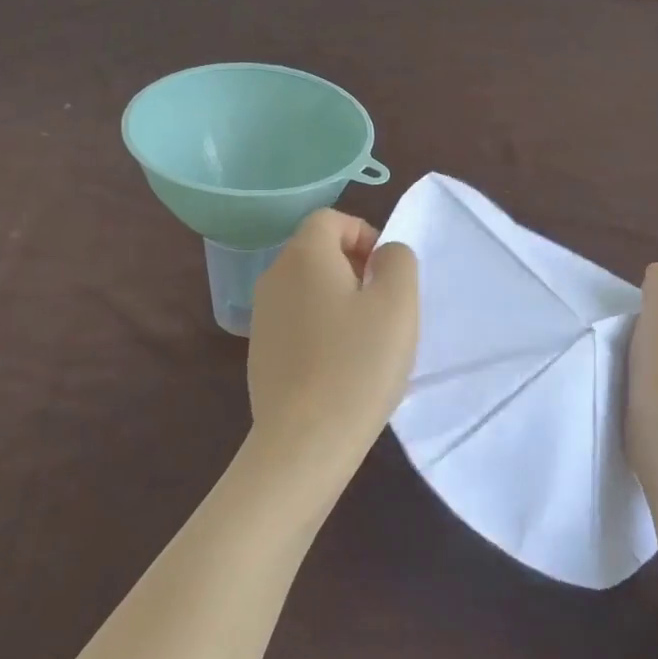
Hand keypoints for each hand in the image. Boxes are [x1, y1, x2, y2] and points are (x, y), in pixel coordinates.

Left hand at [244, 210, 418, 484]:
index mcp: (303, 256)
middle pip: (316, 251)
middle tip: (383, 306)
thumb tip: (383, 254)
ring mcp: (261, 315)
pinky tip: (340, 365)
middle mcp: (273, 276)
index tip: (387, 273)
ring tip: (366, 339)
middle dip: (354, 267)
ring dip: (339, 299)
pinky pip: (296, 320)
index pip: (330, 219)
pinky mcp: (259, 351)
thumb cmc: (358, 363)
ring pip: (306, 287)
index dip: (364, 234)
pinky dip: (320, 327)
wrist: (304, 439)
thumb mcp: (397, 304)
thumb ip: (398, 261)